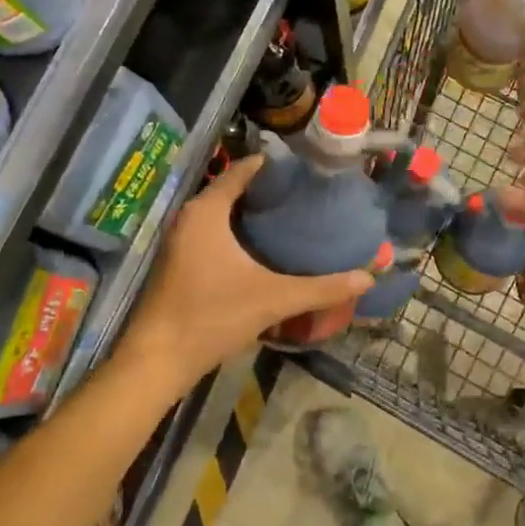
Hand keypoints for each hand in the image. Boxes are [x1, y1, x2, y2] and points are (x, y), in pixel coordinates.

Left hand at [120, 156, 373, 382]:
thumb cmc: (212, 316)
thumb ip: (320, 288)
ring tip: (292, 217)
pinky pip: (213, 233)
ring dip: (251, 214)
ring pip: (221, 214)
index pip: (242, 170)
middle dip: (268, 191)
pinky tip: (263, 249)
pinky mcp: (179, 262)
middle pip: (232, 190)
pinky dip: (237, 232)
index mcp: (207, 212)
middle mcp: (189, 218)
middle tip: (307, 193)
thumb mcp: (273, 299)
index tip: (305, 167)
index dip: (273, 165)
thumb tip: (367, 278)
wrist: (157, 360)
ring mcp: (180, 241)